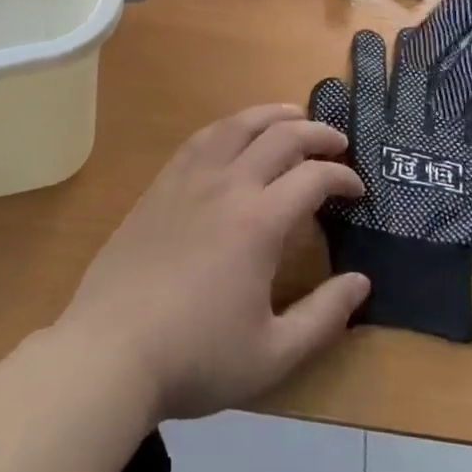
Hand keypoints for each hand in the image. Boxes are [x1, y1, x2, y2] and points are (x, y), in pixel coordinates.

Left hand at [56, 104, 369, 421]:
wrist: (110, 350)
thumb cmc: (196, 357)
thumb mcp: (273, 354)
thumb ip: (324, 316)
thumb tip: (361, 283)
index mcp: (259, 222)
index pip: (313, 178)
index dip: (342, 178)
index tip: (357, 191)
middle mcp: (227, 186)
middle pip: (280, 137)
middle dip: (317, 134)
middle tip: (338, 143)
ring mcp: (189, 180)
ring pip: (237, 126)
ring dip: (272, 115)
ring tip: (293, 115)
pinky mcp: (160, 186)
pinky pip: (201, 139)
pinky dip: (229, 126)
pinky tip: (234, 133)